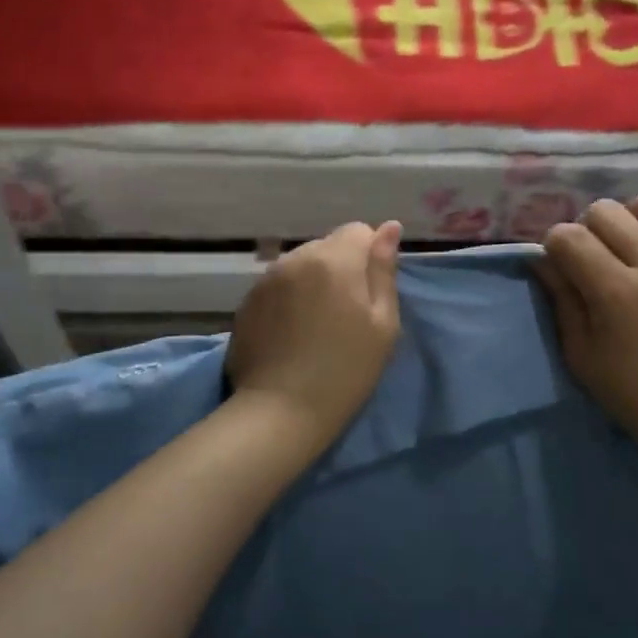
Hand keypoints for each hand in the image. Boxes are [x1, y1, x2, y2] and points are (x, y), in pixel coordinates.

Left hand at [227, 221, 402, 454]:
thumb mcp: (383, 323)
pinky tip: (292, 333)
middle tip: (345, 314)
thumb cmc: (346, 369)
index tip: (369, 295)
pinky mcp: (247, 301)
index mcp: (334, 258)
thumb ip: (384, 270)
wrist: (280, 410)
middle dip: (340, 268)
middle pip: (327, 246)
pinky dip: (289, 298)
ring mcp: (266, 278)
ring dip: (312, 282)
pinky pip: (278, 285)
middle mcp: (296, 257)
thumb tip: (389, 227)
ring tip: (316, 324)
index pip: (358, 231)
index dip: (369, 258)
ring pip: (301, 265)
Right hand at [534, 191, 637, 474]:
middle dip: (588, 230)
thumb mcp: (580, 354)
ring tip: (633, 245)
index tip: (561, 268)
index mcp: (617, 293)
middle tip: (594, 261)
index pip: (569, 236)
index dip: (555, 247)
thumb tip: (542, 258)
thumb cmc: (631, 392)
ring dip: (635, 216)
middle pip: (607, 211)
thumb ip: (561, 298)